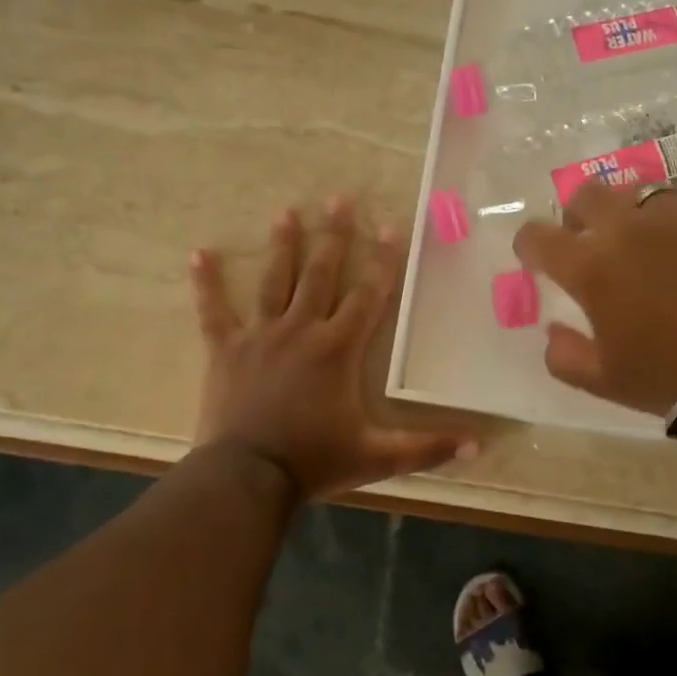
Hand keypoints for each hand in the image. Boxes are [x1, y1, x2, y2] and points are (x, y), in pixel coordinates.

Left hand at [191, 198, 473, 499]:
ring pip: (274, 281)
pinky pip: (214, 312)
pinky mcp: (225, 350)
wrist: (247, 478)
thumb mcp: (377, 456)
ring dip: (282, 245)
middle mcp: (301, 330)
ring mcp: (260, 336)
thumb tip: (477, 444)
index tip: (390, 226)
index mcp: (338, 349)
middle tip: (339, 198)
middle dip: (333, 235)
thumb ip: (426, 447)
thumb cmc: (314, 461)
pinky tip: (199, 253)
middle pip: (321, 274)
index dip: (383, 260)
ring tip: (287, 212)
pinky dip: (206, 284)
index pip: (368, 295)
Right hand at [514, 181, 676, 414]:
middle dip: (579, 216)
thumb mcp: (601, 381)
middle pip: (585, 195)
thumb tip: (553, 330)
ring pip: (638, 190)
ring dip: (632, 212)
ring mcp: (673, 213)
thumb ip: (563, 355)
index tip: (539, 259)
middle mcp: (623, 228)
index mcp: (589, 267)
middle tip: (591, 241)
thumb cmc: (667, 376)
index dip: (530, 245)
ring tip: (646, 237)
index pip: (536, 235)